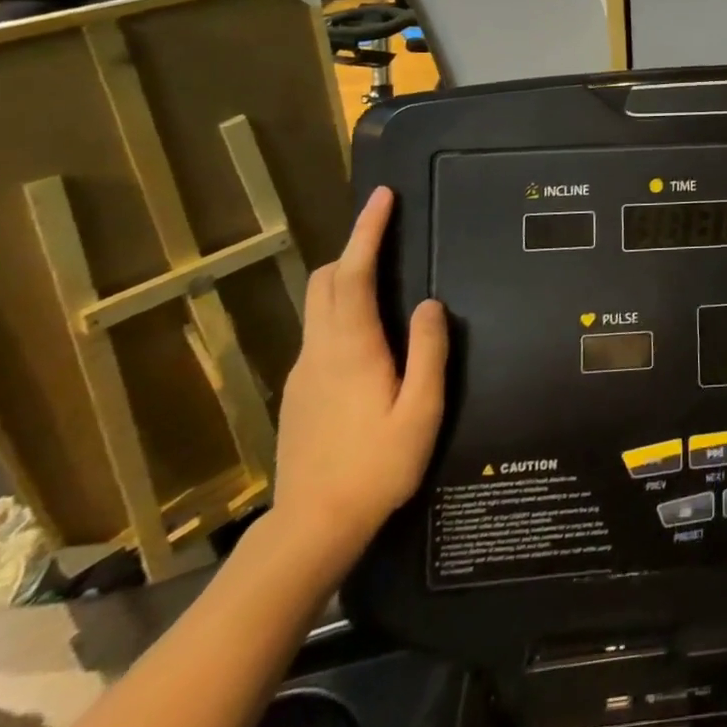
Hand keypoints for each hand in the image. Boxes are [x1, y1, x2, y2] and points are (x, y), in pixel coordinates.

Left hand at [269, 187, 447, 574]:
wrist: (310, 529)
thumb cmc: (376, 468)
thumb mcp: (421, 412)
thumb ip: (429, 353)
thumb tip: (429, 303)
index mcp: (351, 349)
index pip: (353, 273)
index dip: (367, 232)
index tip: (383, 197)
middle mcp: (319, 350)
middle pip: (325, 281)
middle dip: (353, 249)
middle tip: (389, 238)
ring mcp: (302, 371)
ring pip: (318, 306)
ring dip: (346, 279)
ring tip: (384, 279)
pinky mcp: (297, 392)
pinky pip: (319, 332)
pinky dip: (340, 311)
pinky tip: (369, 337)